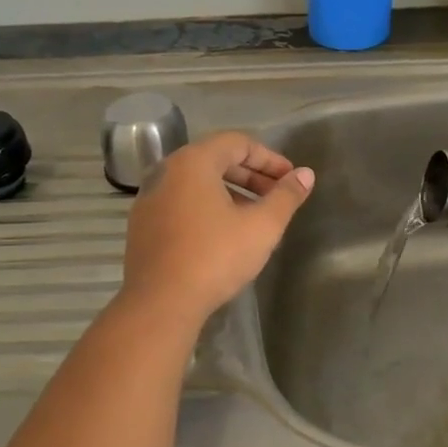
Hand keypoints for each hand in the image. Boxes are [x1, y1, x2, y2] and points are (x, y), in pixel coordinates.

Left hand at [119, 132, 314, 322]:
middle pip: (215, 160)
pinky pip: (181, 203)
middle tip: (277, 196)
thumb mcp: (261, 226)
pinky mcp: (142, 224)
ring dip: (230, 192)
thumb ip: (286, 196)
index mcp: (193, 162)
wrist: (160, 303)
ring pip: (197, 183)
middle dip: (251, 175)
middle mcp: (166, 171)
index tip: (290, 179)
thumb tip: (305, 175)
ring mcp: (149, 198)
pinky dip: (206, 207)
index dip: (269, 158)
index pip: (237, 143)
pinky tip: (223, 234)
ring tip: (254, 216)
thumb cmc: (215, 257)